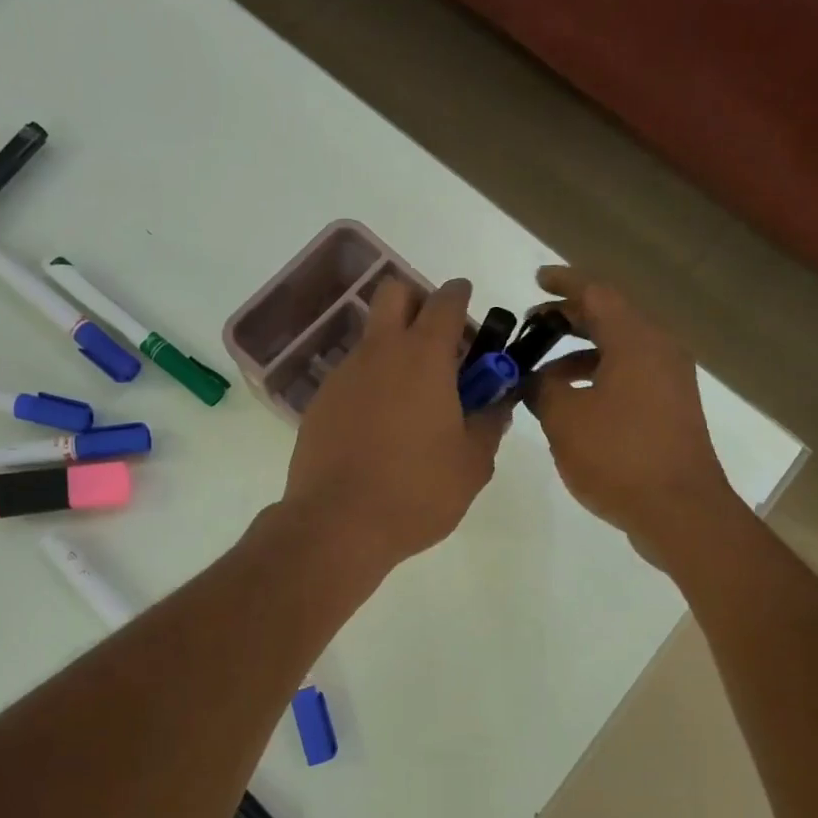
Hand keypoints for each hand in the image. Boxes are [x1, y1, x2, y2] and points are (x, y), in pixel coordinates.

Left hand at [283, 277, 509, 573]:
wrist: (337, 524)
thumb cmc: (417, 491)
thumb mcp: (472, 464)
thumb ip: (490, 424)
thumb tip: (497, 404)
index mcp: (424, 357)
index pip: (445, 300)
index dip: (461, 298)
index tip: (470, 315)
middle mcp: (379, 352)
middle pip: (395, 293)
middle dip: (419, 304)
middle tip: (439, 347)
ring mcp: (343, 375)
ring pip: (371, 338)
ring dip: (394, 350)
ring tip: (412, 403)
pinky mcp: (320, 402)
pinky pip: (352, 376)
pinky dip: (371, 385)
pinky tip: (380, 429)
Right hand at [521, 266, 742, 562]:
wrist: (680, 511)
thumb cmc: (619, 456)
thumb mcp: (564, 418)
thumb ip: (541, 388)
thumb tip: (534, 378)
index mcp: (636, 340)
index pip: (596, 293)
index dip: (563, 283)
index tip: (536, 279)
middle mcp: (659, 350)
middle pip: (610, 318)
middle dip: (567, 320)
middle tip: (531, 327)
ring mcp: (670, 380)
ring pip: (619, 350)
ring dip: (579, 354)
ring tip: (541, 373)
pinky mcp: (671, 408)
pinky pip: (629, 376)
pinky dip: (598, 377)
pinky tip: (571, 403)